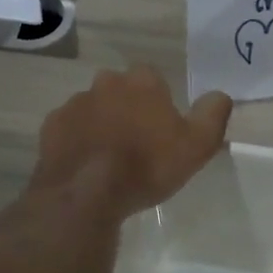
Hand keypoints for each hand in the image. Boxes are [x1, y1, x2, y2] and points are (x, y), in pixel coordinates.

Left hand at [31, 65, 233, 218]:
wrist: (86, 192)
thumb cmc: (147, 166)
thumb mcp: (197, 145)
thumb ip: (213, 115)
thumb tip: (221, 95)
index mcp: (142, 82)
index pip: (154, 80)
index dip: (159, 104)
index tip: (162, 131)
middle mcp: (107, 82)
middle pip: (122, 91)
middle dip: (128, 110)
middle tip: (137, 145)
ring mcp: (75, 102)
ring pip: (94, 108)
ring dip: (102, 124)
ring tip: (109, 159)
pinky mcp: (51, 125)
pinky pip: (69, 128)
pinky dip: (77, 140)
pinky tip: (85, 165)